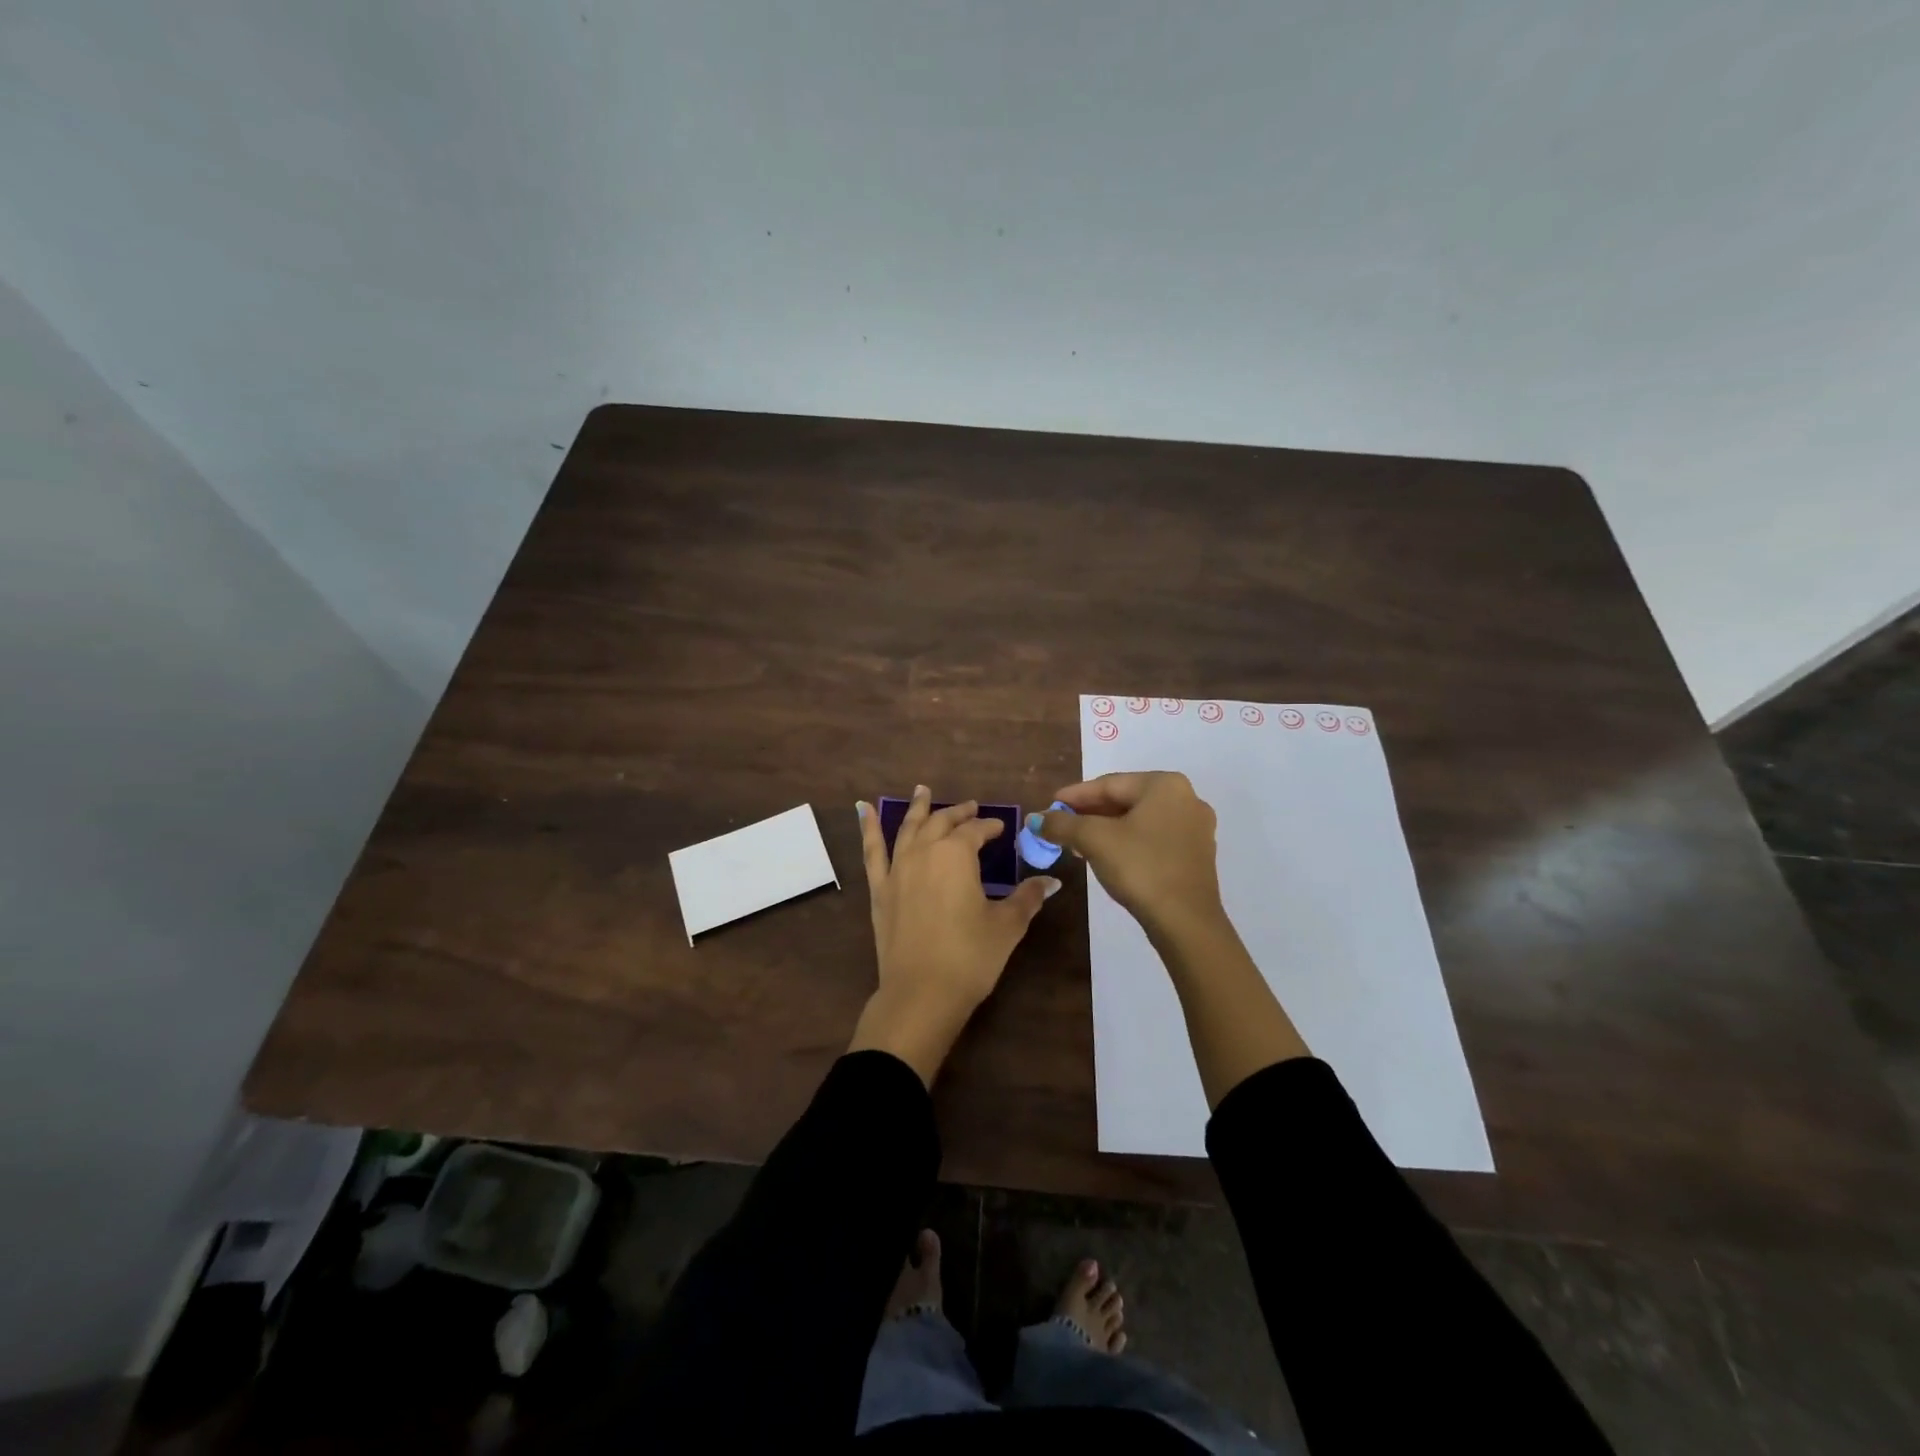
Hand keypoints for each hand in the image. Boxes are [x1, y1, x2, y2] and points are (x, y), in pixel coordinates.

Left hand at [849, 786, 1059, 1084]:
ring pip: (908, 829)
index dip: (990, 827)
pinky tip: (862, 811)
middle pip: (942, 823)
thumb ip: (1027, 898)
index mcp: (957, 855)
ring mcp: (897, 869)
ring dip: (918, 808)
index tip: (1001, 829)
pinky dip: (868, 828)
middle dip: (959, 813)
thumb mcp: (1006, 926)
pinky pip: (872, 851)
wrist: (921, 993)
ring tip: (921, 791)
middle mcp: (924, 852)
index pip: (976, 831)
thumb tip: (1051, 881)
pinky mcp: (879, 890)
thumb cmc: (970, 957)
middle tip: (971, 807)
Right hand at [1034, 772, 1223, 935]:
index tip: (1049, 805)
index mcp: (1165, 785)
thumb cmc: (1140, 867)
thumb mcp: (1094, 840)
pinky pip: (1153, 838)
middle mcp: (1186, 798)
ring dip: (1106, 829)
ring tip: (1077, 842)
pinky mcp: (1196, 854)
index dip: (1074, 796)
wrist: (1185, 921)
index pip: (1109, 784)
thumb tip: (1035, 819)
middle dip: (1089, 813)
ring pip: (1139, 820)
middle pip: (1125, 800)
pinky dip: (1127, 842)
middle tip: (1060, 825)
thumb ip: (1062, 824)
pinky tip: (1106, 856)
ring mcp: (1195, 828)